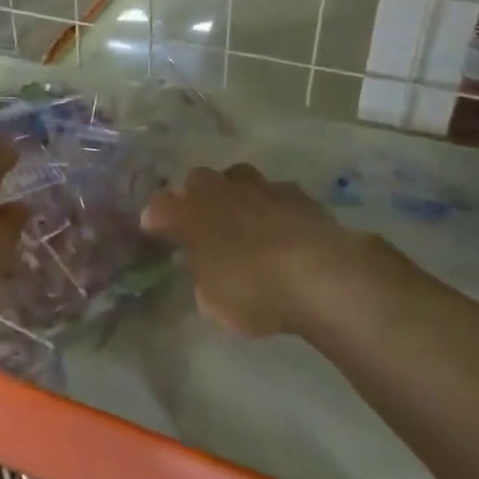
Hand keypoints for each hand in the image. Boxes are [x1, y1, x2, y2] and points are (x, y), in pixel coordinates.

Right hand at [140, 163, 391, 337]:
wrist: (321, 277)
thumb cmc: (254, 293)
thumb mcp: (213, 302)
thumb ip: (204, 278)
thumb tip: (208, 270)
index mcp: (190, 216)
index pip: (159, 206)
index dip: (156, 218)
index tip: (156, 231)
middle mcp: (221, 193)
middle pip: (197, 179)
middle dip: (195, 195)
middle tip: (201, 221)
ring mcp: (262, 189)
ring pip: (238, 175)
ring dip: (234, 192)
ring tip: (242, 216)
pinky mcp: (299, 195)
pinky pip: (276, 191)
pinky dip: (273, 205)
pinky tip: (281, 224)